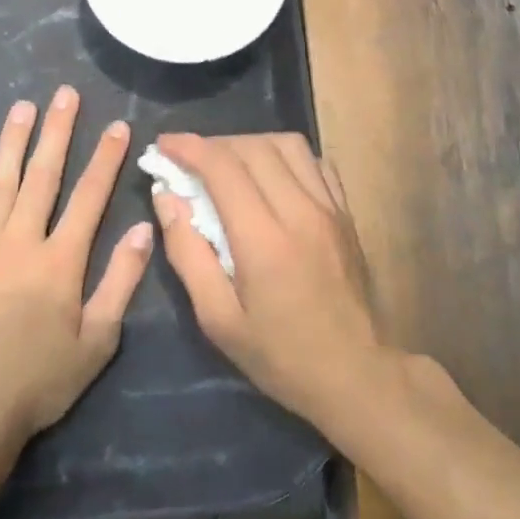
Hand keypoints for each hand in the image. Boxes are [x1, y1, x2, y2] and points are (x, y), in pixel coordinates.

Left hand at [0, 86, 153, 459]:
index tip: (117, 125)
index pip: (90, 196)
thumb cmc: (40, 379)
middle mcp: (21, 241)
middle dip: (57, 132)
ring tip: (22, 106)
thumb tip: (146, 229)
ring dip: (13, 141)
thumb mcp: (97, 340)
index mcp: (61, 260)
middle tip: (64, 94)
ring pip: (0, 182)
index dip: (106, 158)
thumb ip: (121, 281)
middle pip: (44, 176)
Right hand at [153, 132, 385, 427]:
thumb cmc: (279, 355)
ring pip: (288, 144)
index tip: (163, 145)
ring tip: (228, 164)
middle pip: (253, 147)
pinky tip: (270, 175)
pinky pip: (315, 162)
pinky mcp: (346, 213)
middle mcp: (300, 211)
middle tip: (189, 160)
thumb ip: (187, 252)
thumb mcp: (217, 318)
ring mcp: (329, 208)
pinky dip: (285, 156)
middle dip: (214, 144)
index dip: (188, 147)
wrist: (356, 375)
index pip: (222, 167)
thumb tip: (166, 197)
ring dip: (250, 144)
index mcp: (264, 240)